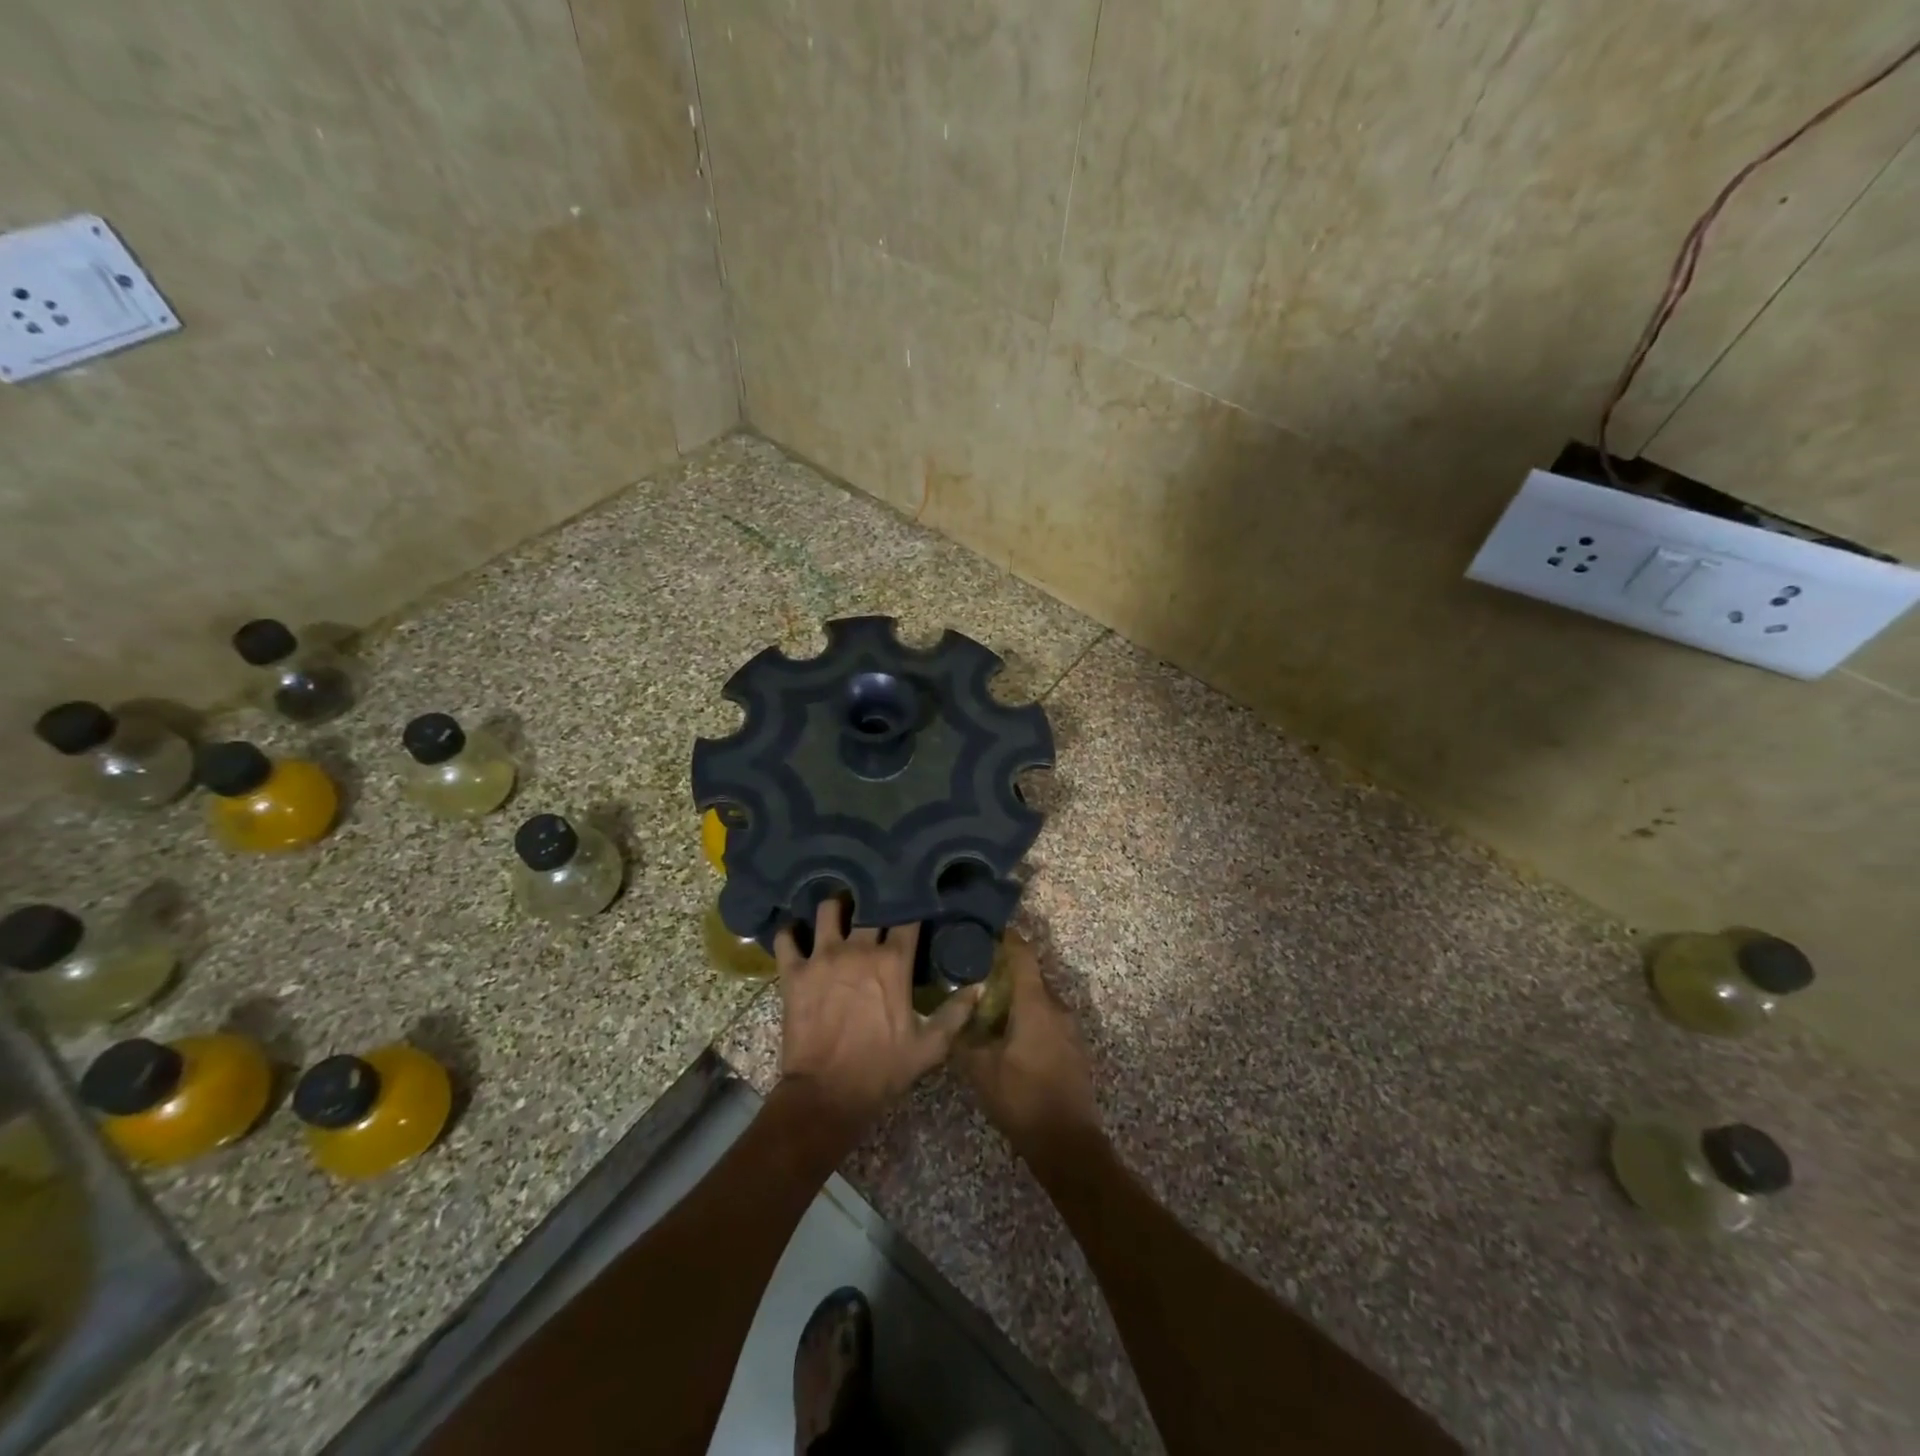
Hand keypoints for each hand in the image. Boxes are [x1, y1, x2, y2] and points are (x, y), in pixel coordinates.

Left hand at [775, 900, 979, 1132]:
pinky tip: (796, 933)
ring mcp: (822, 957)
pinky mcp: (794, 972)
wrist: (826, 1095)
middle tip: (876, 904)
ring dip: (834, 908)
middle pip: (868, 906)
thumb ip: (955, 1013)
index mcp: (893, 962)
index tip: (914, 903)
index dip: (911, 906)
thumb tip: (980, 987)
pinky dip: (790, 932)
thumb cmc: (881, 1070)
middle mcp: (858, 949)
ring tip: (838, 911)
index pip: (907, 917)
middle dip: (874, 902)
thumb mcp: (929, 1047)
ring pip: (827, 910)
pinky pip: (786, 938)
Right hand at [955, 934, 1100, 1165]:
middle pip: (1032, 977)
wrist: (1067, 1142)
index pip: (1023, 956)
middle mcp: (1057, 1008)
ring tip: (991, 1007)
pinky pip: (1049, 1021)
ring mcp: (1070, 1029)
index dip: (1007, 939)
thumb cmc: (1022, 1098)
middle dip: (1007, 973)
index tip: (988, 930)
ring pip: (1041, 1001)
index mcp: (1036, 1004)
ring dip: (1019, 999)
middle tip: (978, 975)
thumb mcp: (981, 1070)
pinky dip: (1030, 1019)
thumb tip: (955, 1018)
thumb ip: (965, 1039)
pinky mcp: (1074, 1049)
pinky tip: (1011, 1036)